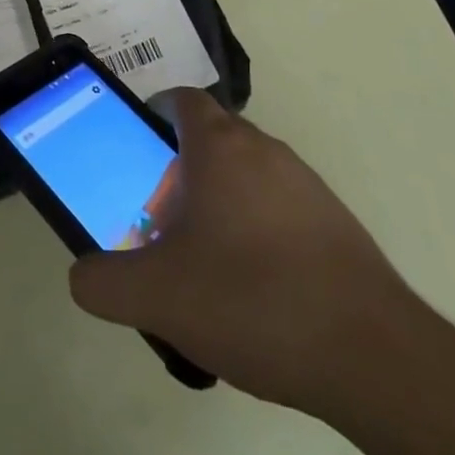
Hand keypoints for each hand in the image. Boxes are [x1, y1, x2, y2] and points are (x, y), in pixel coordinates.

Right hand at [68, 89, 414, 413]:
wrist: (371, 355)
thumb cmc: (251, 300)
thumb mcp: (156, 297)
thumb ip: (103, 283)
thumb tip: (82, 276)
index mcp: (219, 147)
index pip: (181, 100)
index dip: (154, 115)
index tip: (137, 152)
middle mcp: (264, 150)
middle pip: (211, 139)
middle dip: (179, 170)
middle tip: (160, 221)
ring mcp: (306, 184)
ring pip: (246, 175)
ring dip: (219, 203)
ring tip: (204, 264)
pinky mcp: (335, 222)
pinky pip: (280, 208)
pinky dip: (257, 230)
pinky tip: (253, 292)